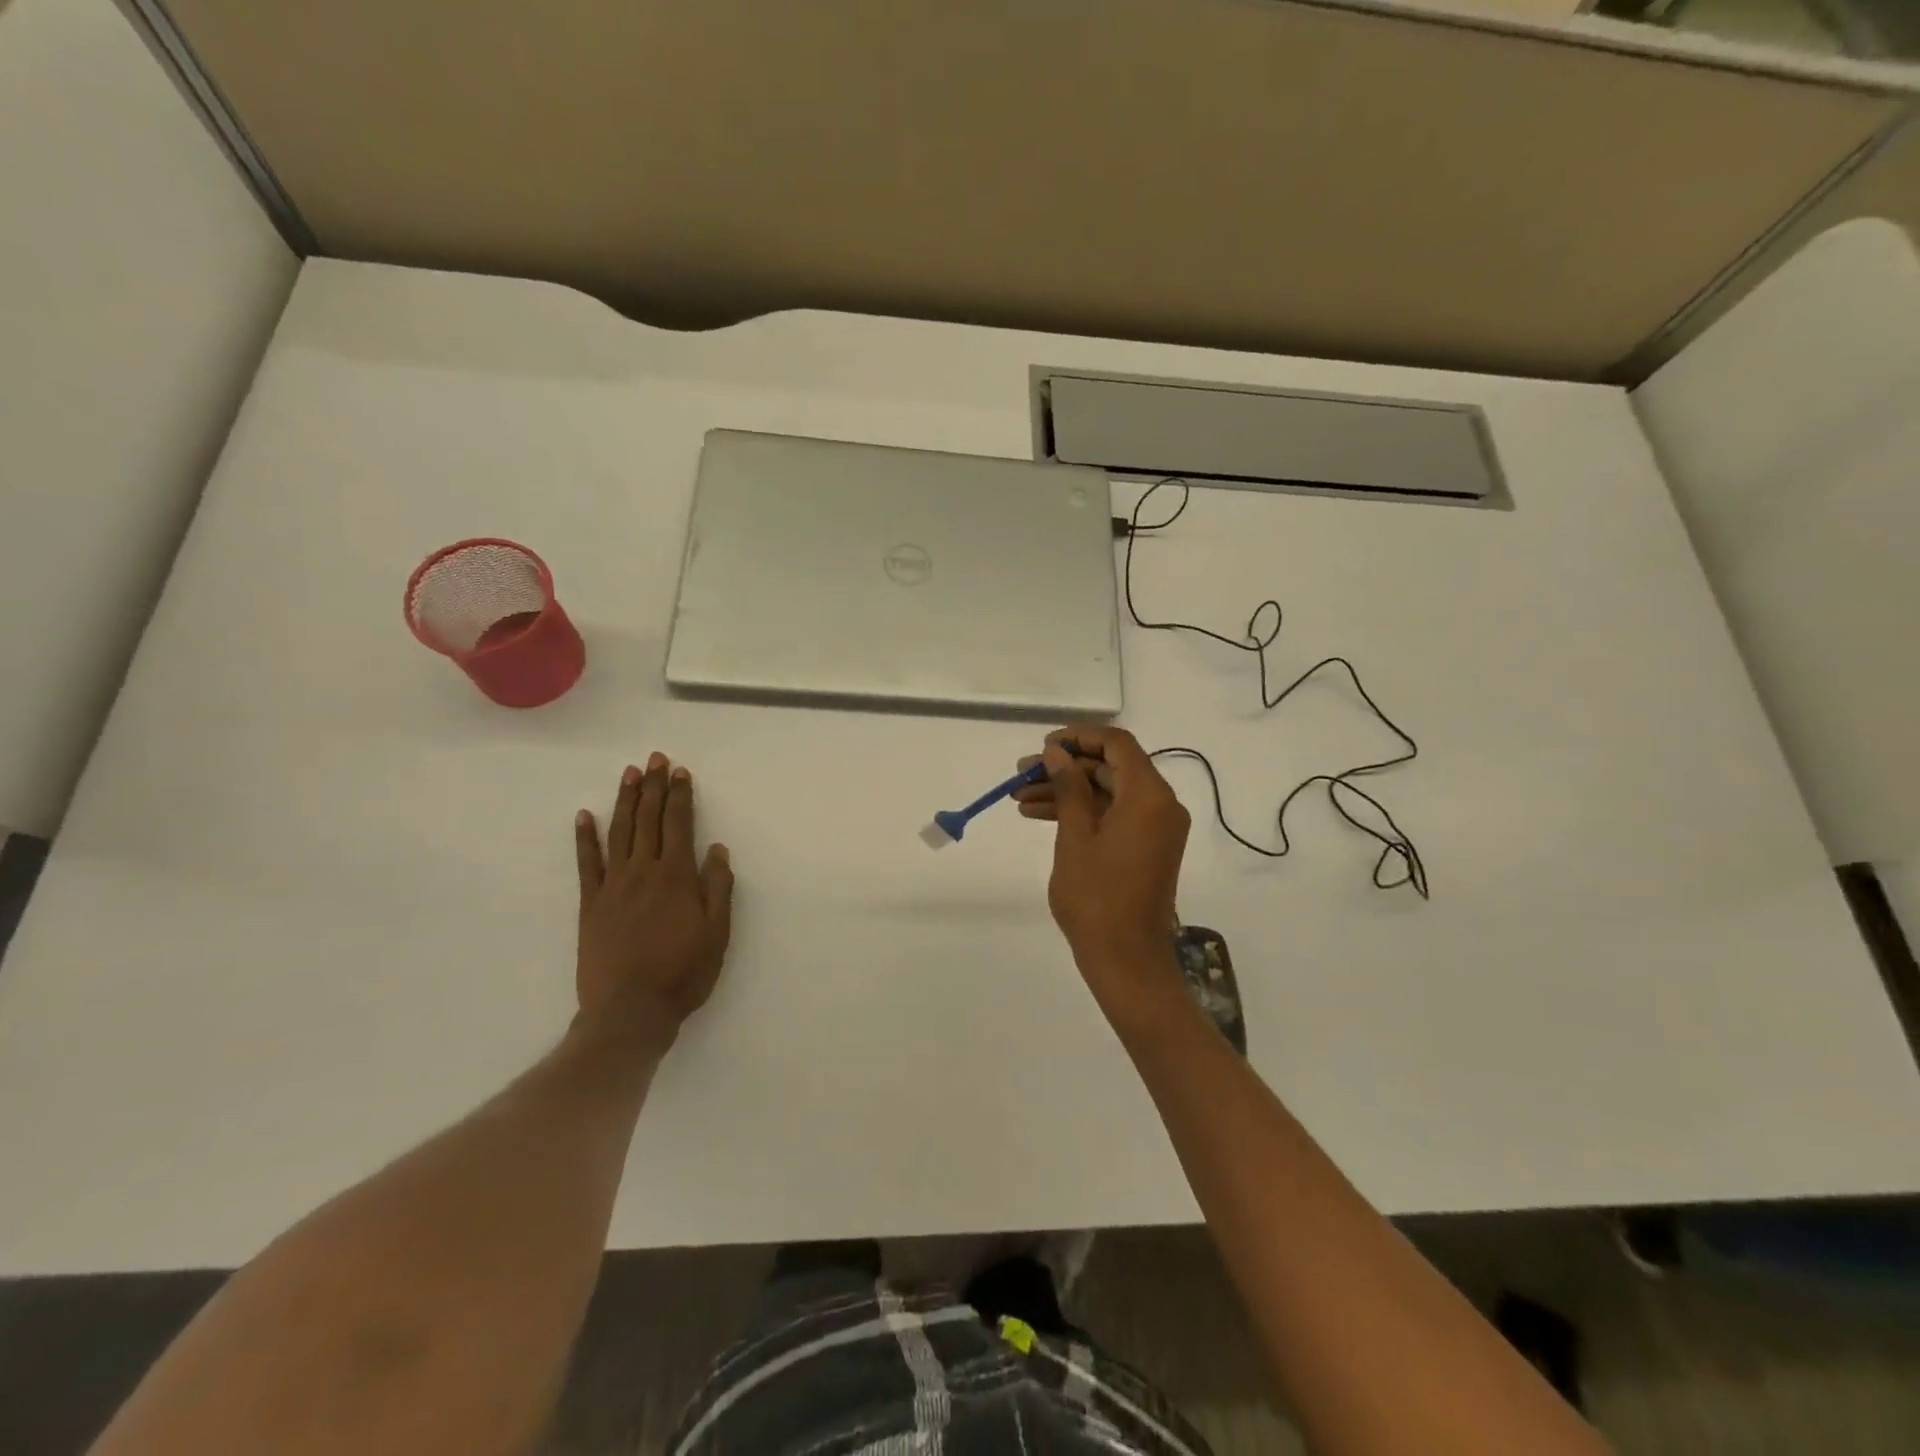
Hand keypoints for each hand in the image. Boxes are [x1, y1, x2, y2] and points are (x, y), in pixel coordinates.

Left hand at [573, 754, 733, 1056]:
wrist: (629, 1011)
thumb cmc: (683, 973)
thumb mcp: (717, 933)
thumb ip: (718, 888)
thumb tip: (717, 848)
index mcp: (677, 877)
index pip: (679, 824)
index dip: (680, 796)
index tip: (681, 771)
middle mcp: (644, 872)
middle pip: (648, 820)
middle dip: (654, 787)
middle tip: (655, 759)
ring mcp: (613, 886)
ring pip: (619, 832)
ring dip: (625, 800)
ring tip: (630, 774)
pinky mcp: (591, 904)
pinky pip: (587, 863)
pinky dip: (585, 838)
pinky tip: (584, 816)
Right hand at [1013, 725, 1190, 998]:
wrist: (1126, 959)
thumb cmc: (1097, 898)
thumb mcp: (1075, 837)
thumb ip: (1068, 788)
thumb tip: (1056, 752)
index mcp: (1149, 797)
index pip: (1118, 744)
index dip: (1080, 737)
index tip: (1044, 744)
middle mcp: (1160, 805)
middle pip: (1111, 767)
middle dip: (1065, 767)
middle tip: (1022, 773)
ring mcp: (1155, 827)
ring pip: (1108, 792)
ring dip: (1067, 791)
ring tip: (1020, 796)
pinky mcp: (1146, 846)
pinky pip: (1113, 815)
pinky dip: (1081, 813)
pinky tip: (1039, 815)